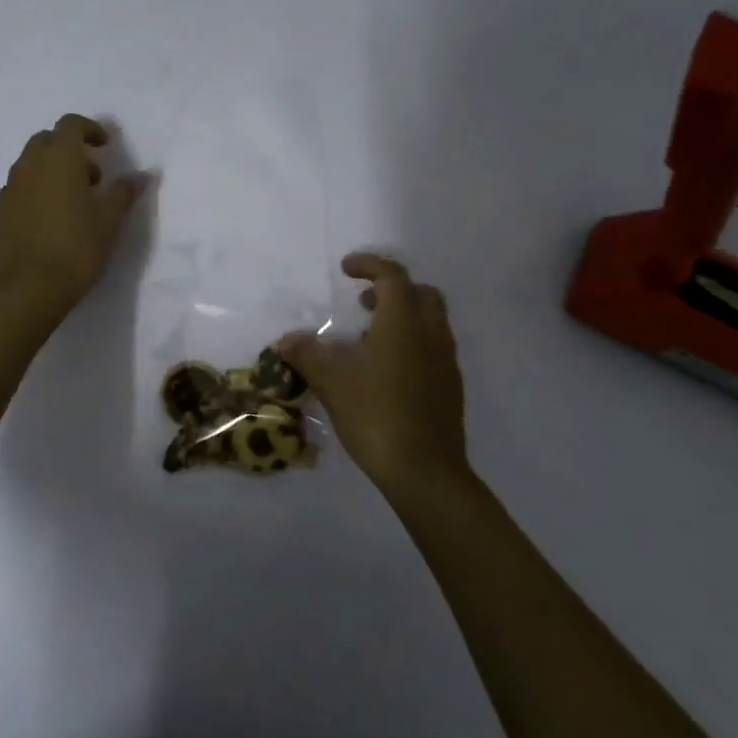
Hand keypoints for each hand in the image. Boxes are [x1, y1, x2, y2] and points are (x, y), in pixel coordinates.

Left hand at [0, 114, 143, 324]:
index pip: (71, 124)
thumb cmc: (76, 248)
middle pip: (46, 141)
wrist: (26, 289)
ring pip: (30, 165)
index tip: (105, 146)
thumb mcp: (110, 220)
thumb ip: (124, 192)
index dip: (89, 129)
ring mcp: (9, 189)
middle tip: (91, 177)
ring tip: (72, 203)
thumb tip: (142, 174)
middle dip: (69, 150)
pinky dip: (34, 193)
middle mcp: (29, 165)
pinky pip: (18, 190)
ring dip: (51, 172)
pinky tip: (48, 222)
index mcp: (59, 158)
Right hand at [278, 253, 467, 495]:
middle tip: (362, 302)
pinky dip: (410, 343)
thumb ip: (308, 355)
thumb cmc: (376, 416)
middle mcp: (430, 335)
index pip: (392, 276)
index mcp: (403, 324)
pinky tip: (385, 372)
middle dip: (392, 289)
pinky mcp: (450, 388)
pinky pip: (432, 348)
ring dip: (402, 317)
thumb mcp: (332, 383)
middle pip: (420, 293)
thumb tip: (288, 339)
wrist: (426, 473)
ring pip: (430, 322)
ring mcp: (445, 363)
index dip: (369, 265)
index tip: (346, 269)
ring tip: (367, 339)